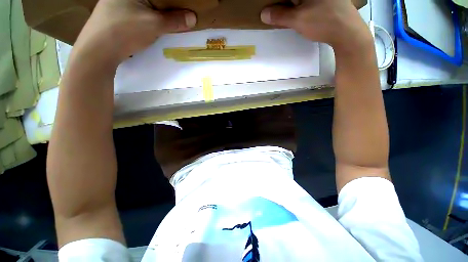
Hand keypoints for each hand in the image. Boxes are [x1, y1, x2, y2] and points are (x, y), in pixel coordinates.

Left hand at [74, 0, 196, 63]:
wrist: (97, 51)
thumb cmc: (125, 31)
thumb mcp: (154, 25)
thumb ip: (174, 20)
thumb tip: (193, 17)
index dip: (173, 2)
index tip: (182, 9)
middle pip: (152, 0)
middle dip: (165, 8)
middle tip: (178, 16)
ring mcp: (114, 3)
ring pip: (143, 6)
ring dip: (156, 13)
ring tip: (166, 22)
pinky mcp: (113, 15)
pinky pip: (135, 13)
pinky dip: (145, 18)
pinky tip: (149, 27)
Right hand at [260, 0, 371, 52]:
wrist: (347, 32)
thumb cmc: (323, 22)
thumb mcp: (298, 20)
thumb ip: (280, 16)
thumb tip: (264, 14)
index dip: (277, 0)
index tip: (270, 5)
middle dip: (284, 2)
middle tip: (275, 9)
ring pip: (302, 0)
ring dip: (292, 4)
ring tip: (284, 12)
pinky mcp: (329, 0)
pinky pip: (310, 2)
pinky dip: (301, 5)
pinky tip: (299, 12)